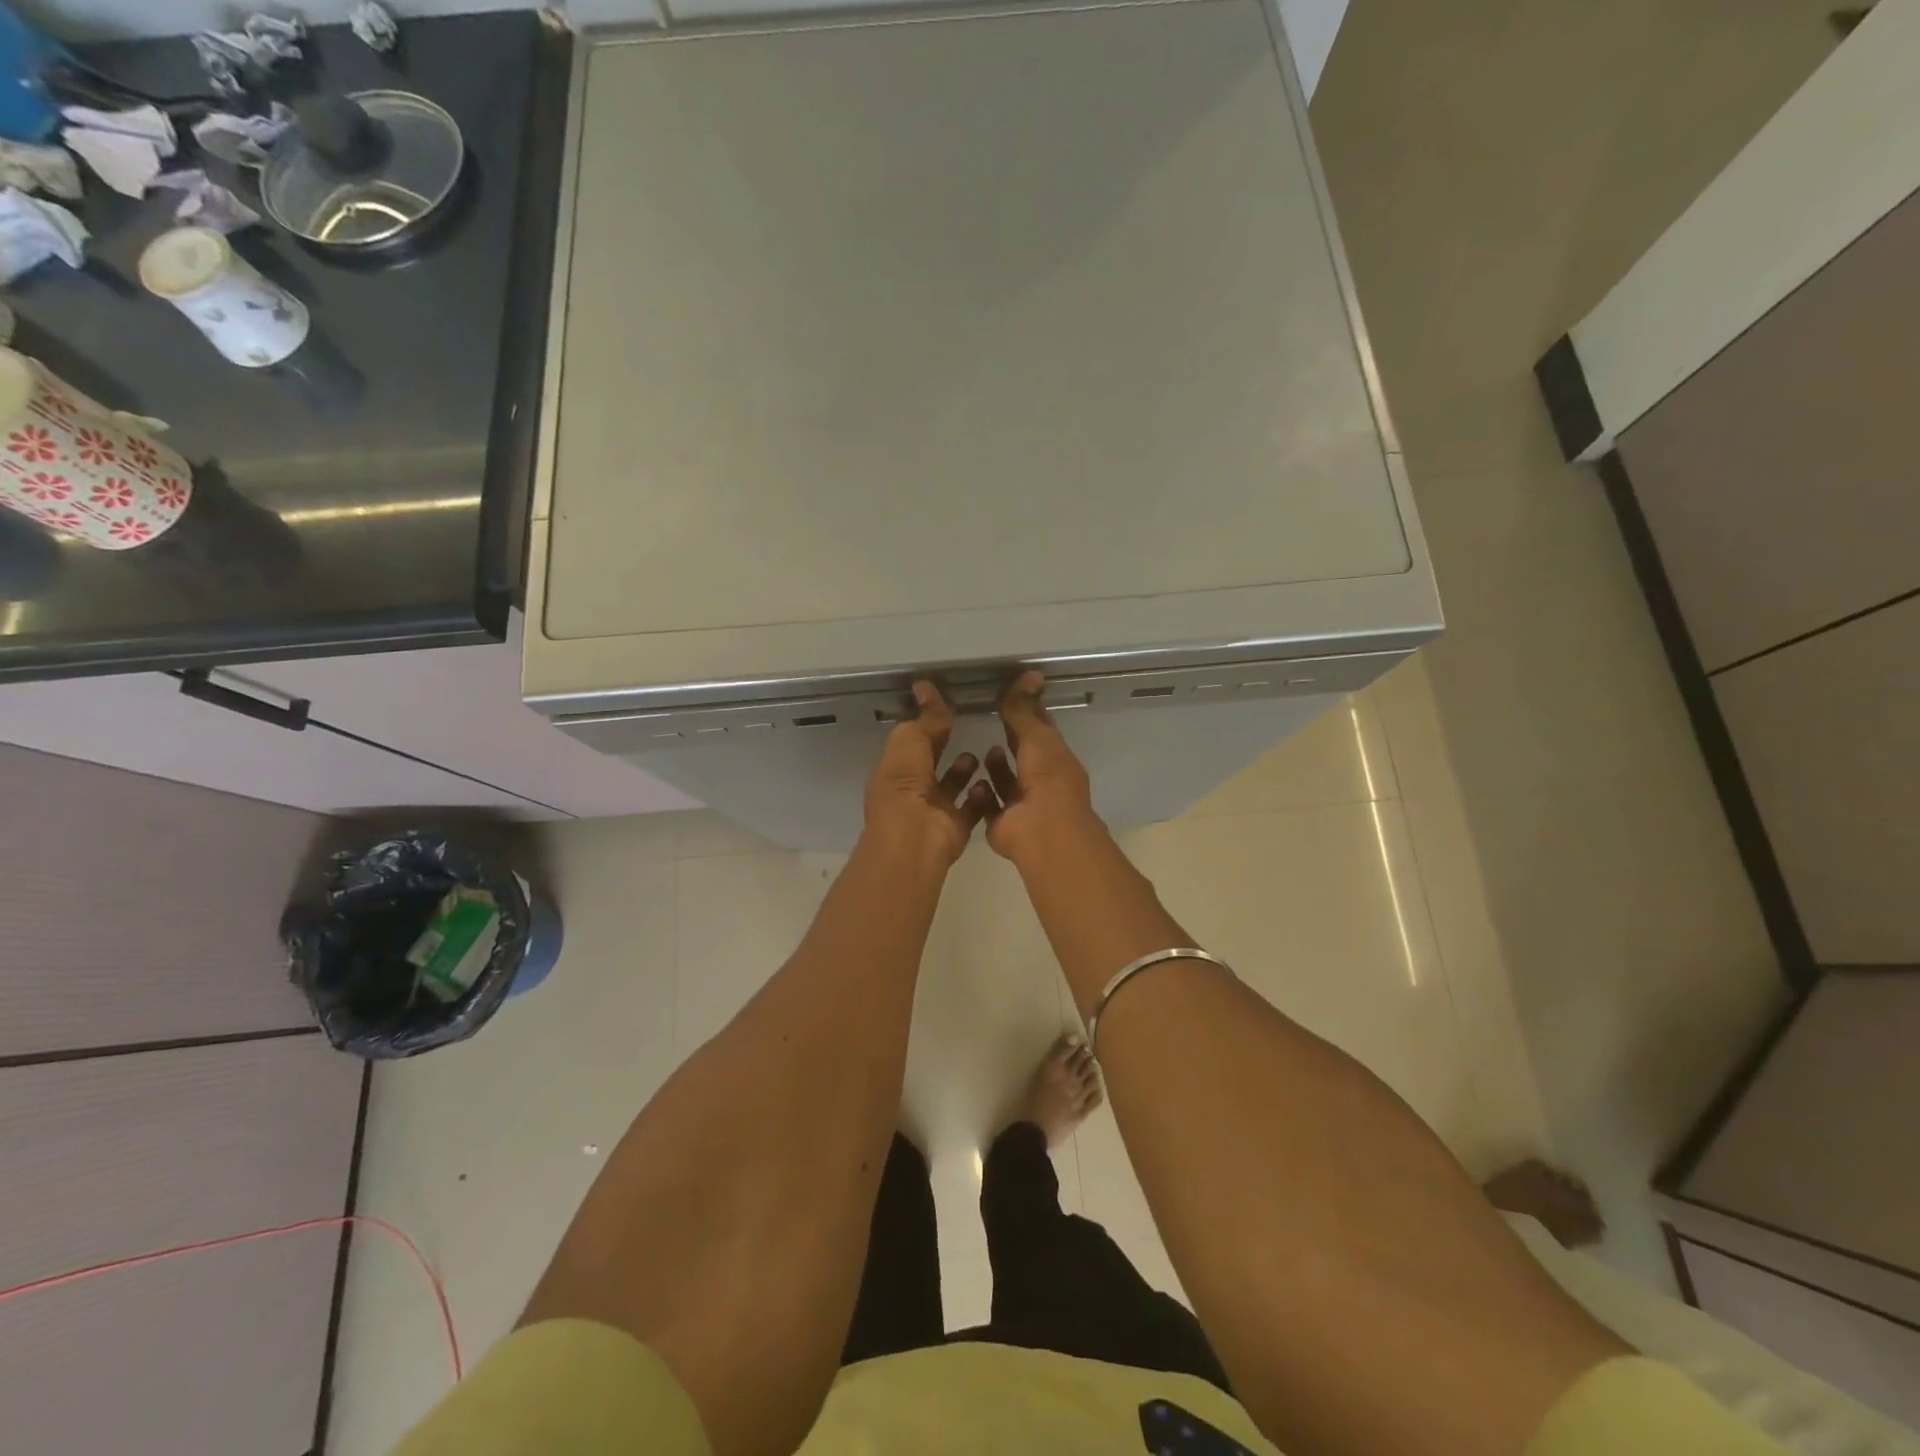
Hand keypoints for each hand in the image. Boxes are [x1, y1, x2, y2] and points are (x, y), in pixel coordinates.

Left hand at [863, 680, 995, 867]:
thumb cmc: (905, 786)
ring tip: (980, 754)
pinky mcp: (956, 827)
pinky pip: (972, 808)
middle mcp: (912, 790)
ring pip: (952, 785)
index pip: (912, 740)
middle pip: (931, 762)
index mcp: (895, 769)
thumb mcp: (911, 742)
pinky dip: (982, 796)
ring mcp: (934, 810)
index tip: (947, 703)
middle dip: (946, 744)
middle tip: (969, 723)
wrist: (915, 838)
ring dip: (964, 770)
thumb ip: (925, 718)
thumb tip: (926, 687)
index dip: (927, 722)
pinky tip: (990, 781)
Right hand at [983, 671, 1100, 863]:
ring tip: (981, 751)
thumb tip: (1030, 675)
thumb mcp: (1037, 738)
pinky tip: (972, 781)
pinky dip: (981, 795)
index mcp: (1057, 761)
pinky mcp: (1003, 824)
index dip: (1029, 713)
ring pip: (1008, 783)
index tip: (1012, 695)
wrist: (1041, 831)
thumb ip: (1025, 711)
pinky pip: (989, 806)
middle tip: (989, 718)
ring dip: (997, 768)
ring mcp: (1023, 805)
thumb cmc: (1047, 780)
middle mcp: (1042, 782)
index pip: (1042, 731)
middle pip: (1025, 756)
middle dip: (1011, 740)